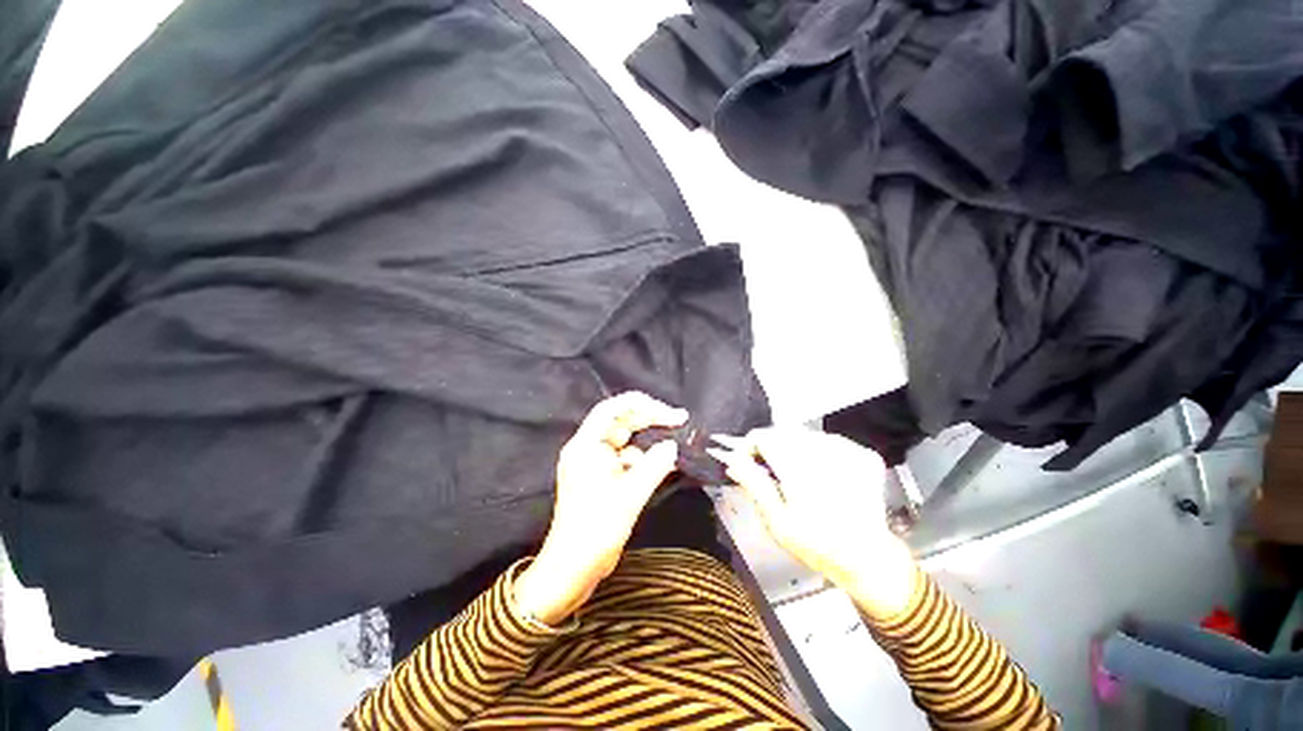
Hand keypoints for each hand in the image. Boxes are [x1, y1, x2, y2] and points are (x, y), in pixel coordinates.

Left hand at [514, 392, 685, 624]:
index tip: (667, 411)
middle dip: (650, 419)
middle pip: (621, 422)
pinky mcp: (602, 478)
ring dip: (649, 440)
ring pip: (626, 440)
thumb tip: (672, 446)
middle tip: (680, 420)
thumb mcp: (629, 496)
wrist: (572, 570)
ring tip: (676, 441)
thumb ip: (653, 466)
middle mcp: (588, 449)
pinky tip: (664, 463)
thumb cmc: (595, 530)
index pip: (612, 409)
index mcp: (586, 446)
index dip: (640, 404)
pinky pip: (626, 459)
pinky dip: (644, 458)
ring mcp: (595, 464)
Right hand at [709, 427, 917, 617]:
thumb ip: (754, 485)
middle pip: (783, 433)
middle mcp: (826, 455)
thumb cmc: (816, 544)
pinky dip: (817, 450)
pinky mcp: (864, 454)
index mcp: (801, 472)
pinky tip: (820, 473)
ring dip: (793, 448)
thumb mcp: (776, 521)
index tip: (747, 461)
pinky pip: (827, 440)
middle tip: (770, 471)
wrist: (869, 558)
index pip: (763, 437)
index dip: (750, 446)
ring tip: (796, 474)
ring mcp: (849, 452)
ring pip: (804, 434)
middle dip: (771, 447)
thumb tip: (732, 460)